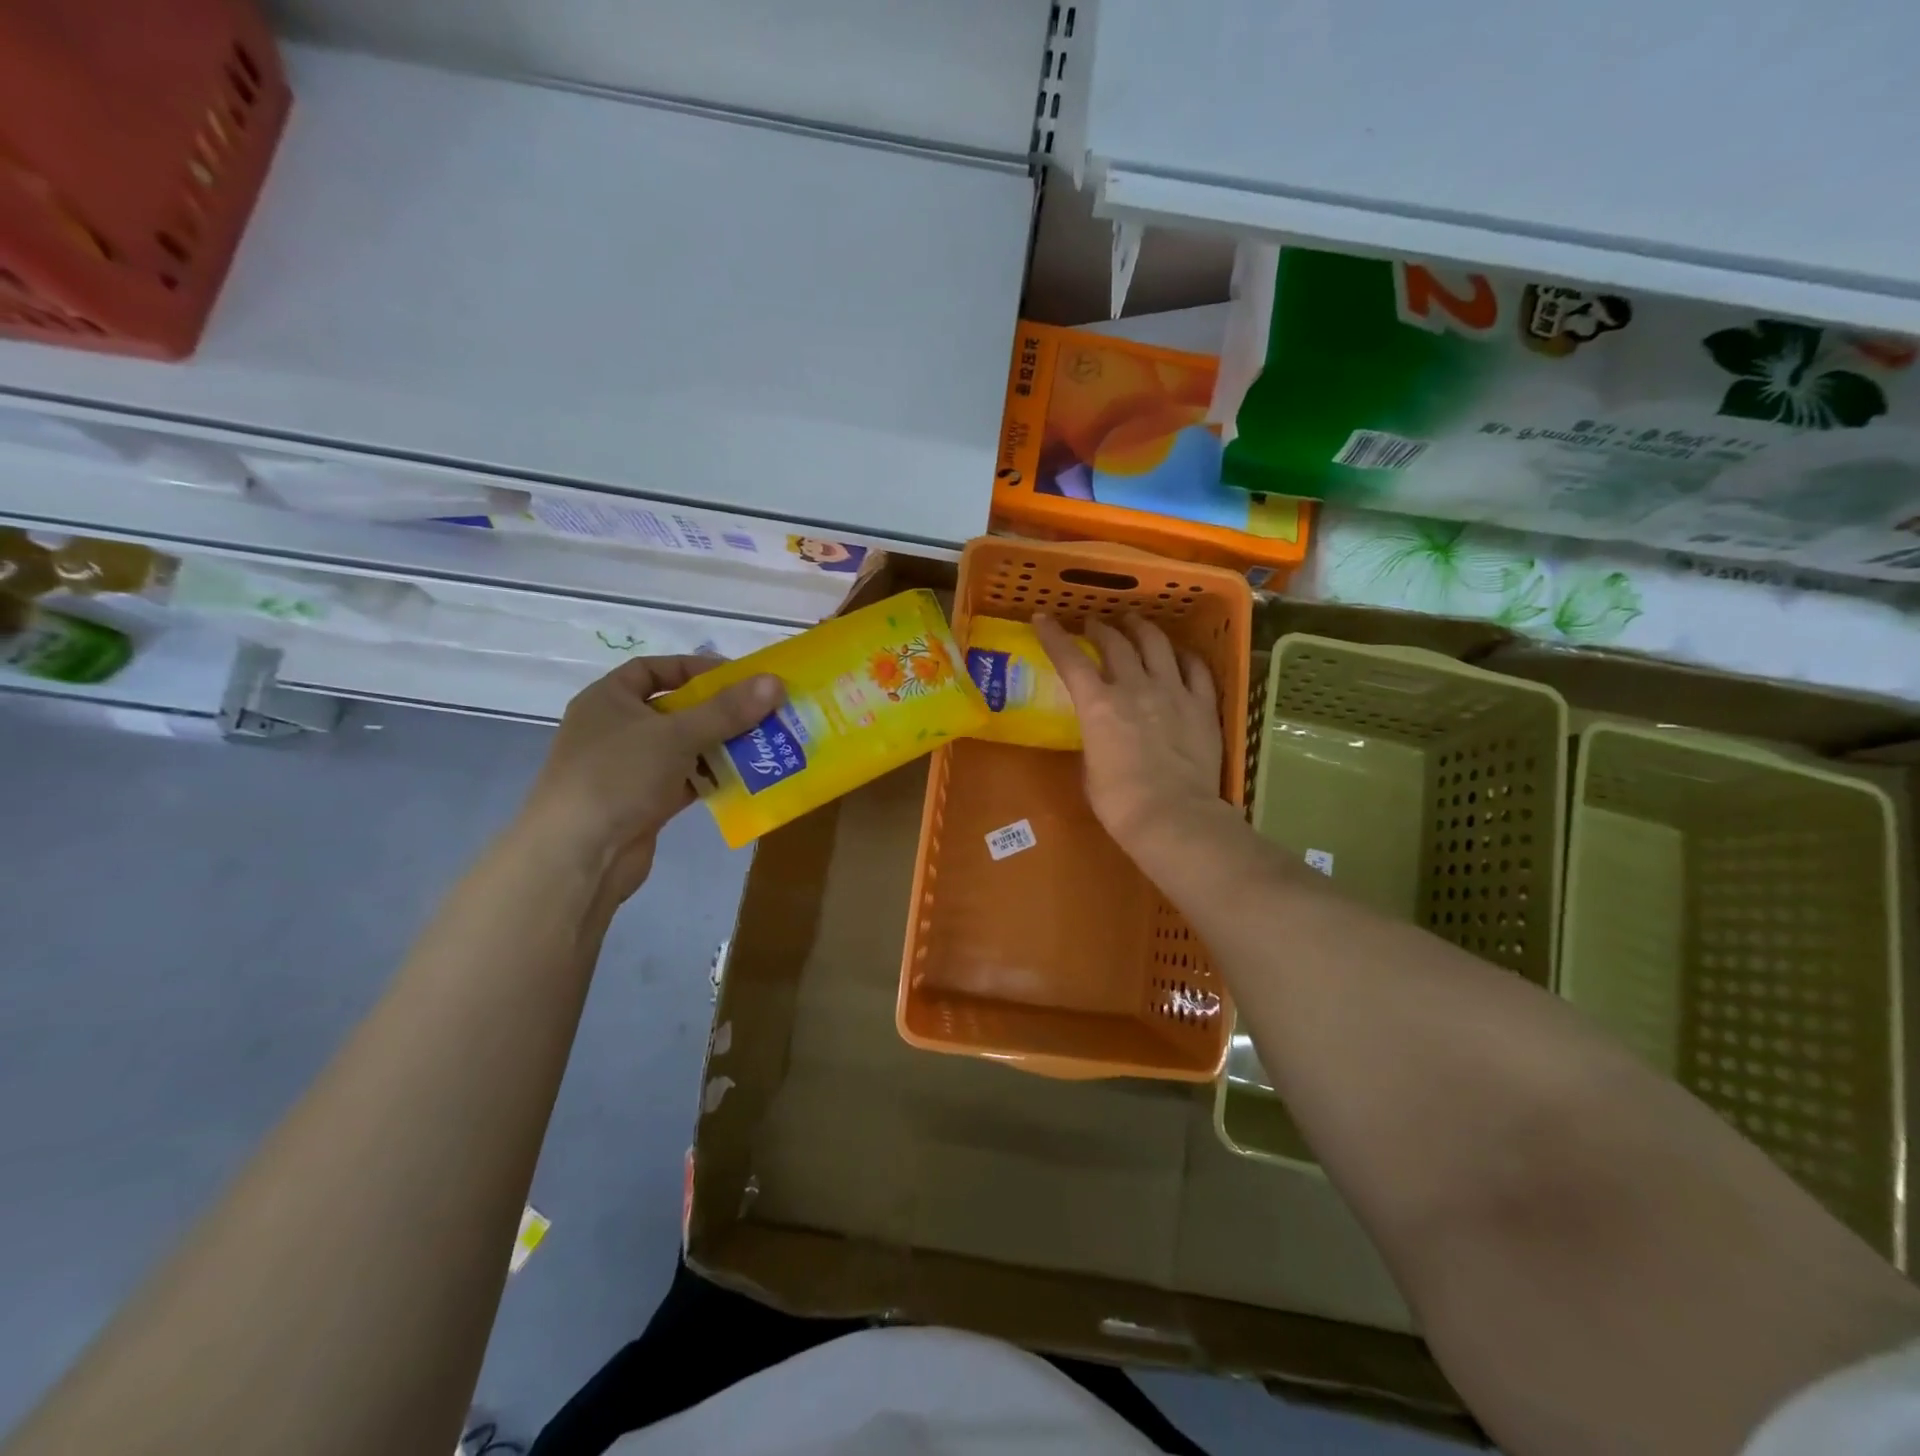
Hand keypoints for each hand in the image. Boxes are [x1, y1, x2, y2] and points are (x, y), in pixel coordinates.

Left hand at [519, 656, 781, 900]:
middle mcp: (617, 729)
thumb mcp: (676, 735)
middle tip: (764, 713)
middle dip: (720, 711)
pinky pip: (686, 781)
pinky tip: (747, 778)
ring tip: (765, 744)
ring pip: (684, 747)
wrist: (578, 857)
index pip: (654, 669)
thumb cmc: (618, 777)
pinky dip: (712, 778)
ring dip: (721, 746)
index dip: (695, 668)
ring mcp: (631, 769)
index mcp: (609, 700)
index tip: (738, 677)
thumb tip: (774, 682)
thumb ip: (727, 710)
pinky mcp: (645, 803)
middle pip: (676, 710)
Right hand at [1033, 613, 1226, 854]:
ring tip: (1135, 623)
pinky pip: (1196, 668)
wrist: (1172, 816)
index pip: (1070, 659)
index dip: (1053, 635)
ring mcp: (1172, 691)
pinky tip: (1180, 655)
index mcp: (1098, 705)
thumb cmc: (1119, 803)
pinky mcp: (1202, 705)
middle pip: (1116, 643)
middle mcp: (1134, 687)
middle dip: (1101, 628)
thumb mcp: (1090, 769)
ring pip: (1156, 644)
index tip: (1042, 618)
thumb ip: (1094, 740)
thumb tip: (1100, 734)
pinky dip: (1184, 656)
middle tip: (1095, 624)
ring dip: (1142, 628)